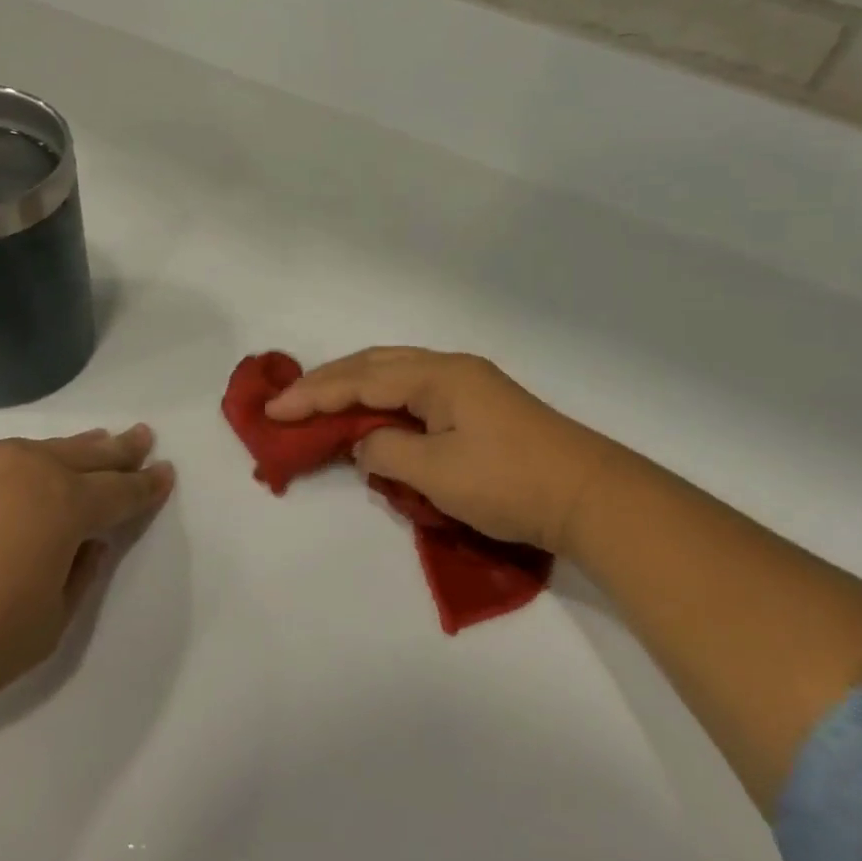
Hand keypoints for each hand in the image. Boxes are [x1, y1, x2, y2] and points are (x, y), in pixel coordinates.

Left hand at [0, 427, 174, 725]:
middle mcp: (28, 471)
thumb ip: (76, 583)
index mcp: (64, 508)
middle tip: (142, 437)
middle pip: (89, 455)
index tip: (165, 473)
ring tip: (96, 442)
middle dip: (121, 450)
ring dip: (77, 447)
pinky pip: (1, 453)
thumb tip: (85, 547)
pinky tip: (24, 467)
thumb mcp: (41, 632)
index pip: (121, 493)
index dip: (147, 486)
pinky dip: (27, 457)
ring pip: (44, 447)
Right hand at [266, 349, 623, 553]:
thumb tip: (365, 443)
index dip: (313, 394)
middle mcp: (451, 370)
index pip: (360, 379)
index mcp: (438, 376)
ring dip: (356, 388)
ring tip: (320, 404)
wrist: (588, 495)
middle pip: (375, 365)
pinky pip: (416, 395)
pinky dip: (384, 403)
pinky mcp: (480, 408)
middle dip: (329, 382)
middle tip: (289, 400)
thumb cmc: (510, 482)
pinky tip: (372, 417)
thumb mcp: (437, 473)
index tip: (272, 410)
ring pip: (396, 376)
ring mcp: (469, 387)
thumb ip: (387, 451)